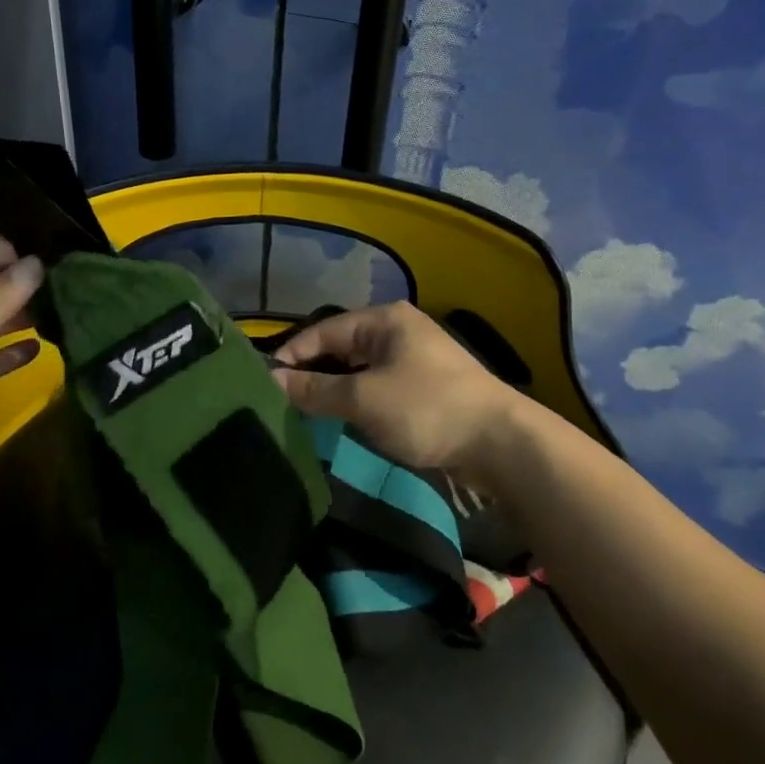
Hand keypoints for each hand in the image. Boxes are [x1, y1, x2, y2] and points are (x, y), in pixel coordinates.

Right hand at [271, 302, 527, 480]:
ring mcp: (412, 359)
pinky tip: (341, 421)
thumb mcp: (364, 399)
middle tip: (280, 403)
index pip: (322, 331)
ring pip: (357, 370)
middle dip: (311, 375)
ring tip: (303, 415)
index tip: (265, 384)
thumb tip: (271, 380)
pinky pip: (376, 387)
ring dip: (333, 391)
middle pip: (340, 348)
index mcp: (383, 320)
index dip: (291, 356)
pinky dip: (356, 401)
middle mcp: (396, 331)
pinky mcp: (422, 387)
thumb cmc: (426, 409)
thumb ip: (315, 389)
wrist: (500, 443)